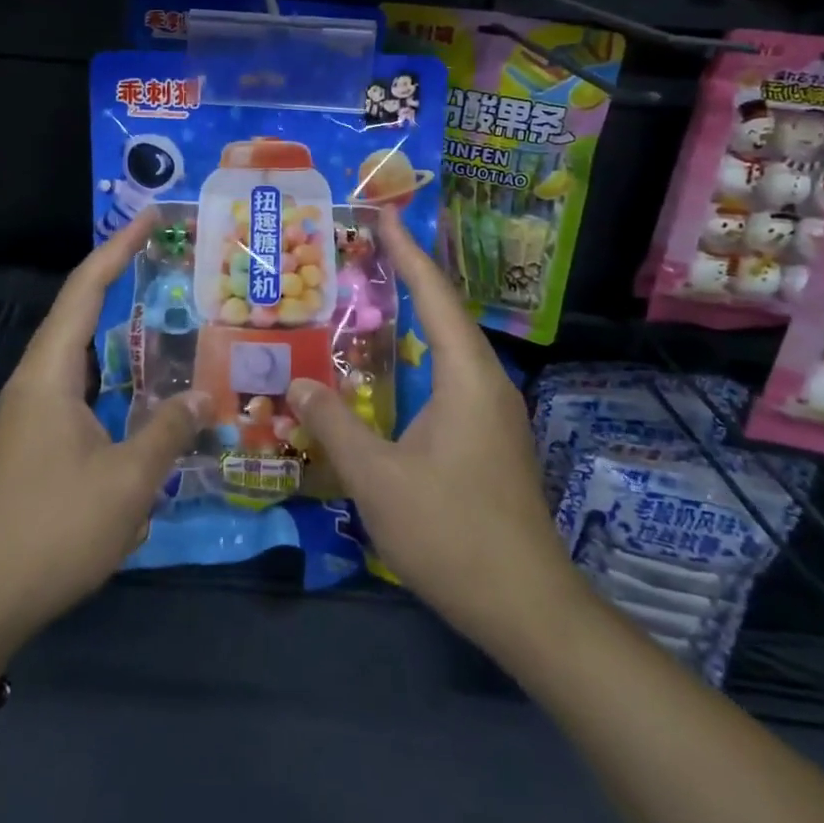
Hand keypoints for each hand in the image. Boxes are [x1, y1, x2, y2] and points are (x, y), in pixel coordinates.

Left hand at [0, 210, 209, 675]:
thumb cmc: (54, 531)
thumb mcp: (127, 482)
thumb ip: (168, 431)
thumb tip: (203, 397)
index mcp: (49, 375)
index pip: (85, 291)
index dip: (118, 248)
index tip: (150, 218)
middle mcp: (35, 381)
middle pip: (77, 311)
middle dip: (118, 277)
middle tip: (165, 258)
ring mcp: (29, 412)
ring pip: (77, 350)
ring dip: (113, 325)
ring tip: (159, 311)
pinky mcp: (32, 439)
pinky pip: (76, 384)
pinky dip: (109, 369)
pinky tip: (137, 387)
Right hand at [289, 207, 574, 669]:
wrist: (528, 608)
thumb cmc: (452, 533)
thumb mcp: (378, 479)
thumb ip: (334, 425)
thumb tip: (296, 384)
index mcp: (467, 376)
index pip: (434, 296)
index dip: (407, 252)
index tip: (383, 214)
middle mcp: (488, 381)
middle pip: (447, 311)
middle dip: (411, 274)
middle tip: (369, 246)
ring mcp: (495, 411)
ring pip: (453, 344)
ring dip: (418, 313)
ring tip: (378, 292)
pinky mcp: (493, 437)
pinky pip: (454, 373)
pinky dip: (423, 350)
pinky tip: (399, 366)